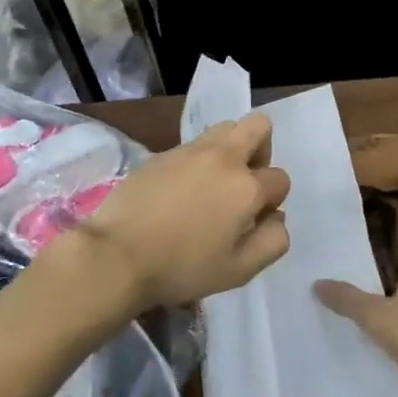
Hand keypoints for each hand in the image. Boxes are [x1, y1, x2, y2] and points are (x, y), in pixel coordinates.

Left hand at [67, 113, 290, 313]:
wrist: (117, 254)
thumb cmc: (182, 268)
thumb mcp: (239, 270)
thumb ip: (272, 242)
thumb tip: (277, 217)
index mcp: (246, 187)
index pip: (280, 179)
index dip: (272, 201)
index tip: (253, 221)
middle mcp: (223, 158)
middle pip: (259, 126)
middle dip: (262, 149)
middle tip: (245, 182)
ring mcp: (190, 150)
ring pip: (226, 128)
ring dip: (231, 148)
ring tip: (214, 183)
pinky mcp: (163, 152)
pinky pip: (194, 144)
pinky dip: (199, 159)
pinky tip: (182, 190)